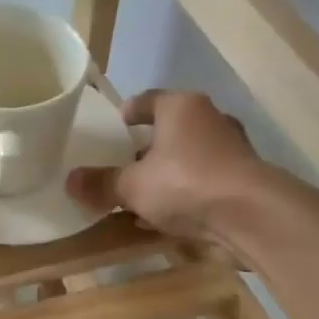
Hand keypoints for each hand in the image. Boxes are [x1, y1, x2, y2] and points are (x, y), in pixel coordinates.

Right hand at [66, 91, 267, 242]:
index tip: (117, 124)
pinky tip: (168, 217)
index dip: (129, 112)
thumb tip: (69, 182)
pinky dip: (185, 194)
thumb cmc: (185, 184)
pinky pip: (203, 182)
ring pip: (188, 158)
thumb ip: (101, 184)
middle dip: (147, 149)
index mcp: (180, 107)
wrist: (248, 213)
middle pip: (170, 130)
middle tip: (124, 166)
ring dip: (167, 174)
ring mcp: (231, 149)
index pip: (147, 100)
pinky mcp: (242, 179)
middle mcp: (209, 119)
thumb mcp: (132, 187)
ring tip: (143, 196)